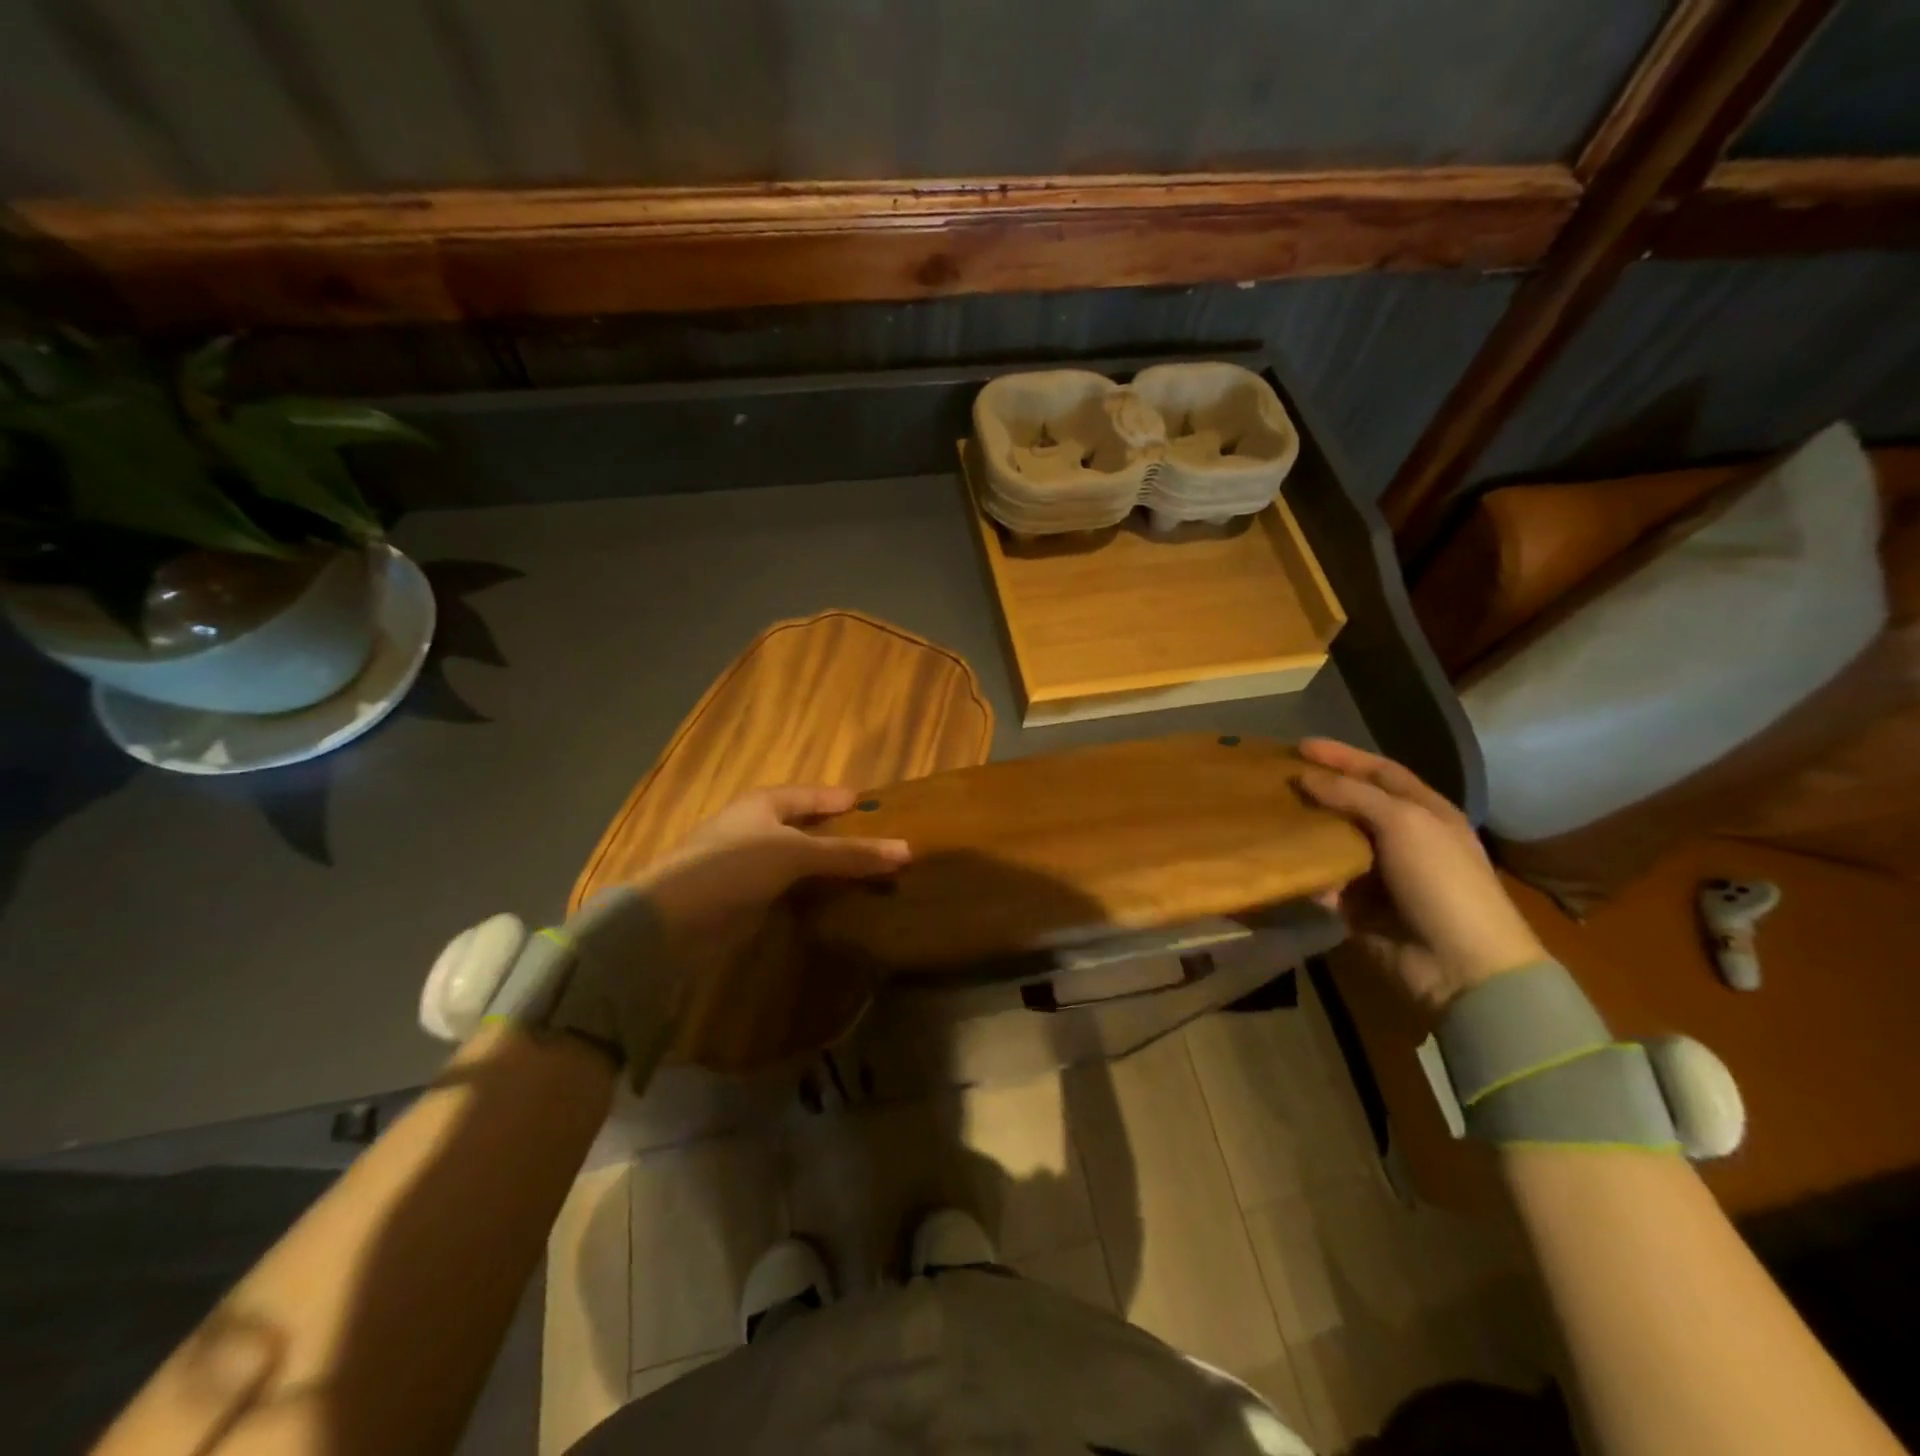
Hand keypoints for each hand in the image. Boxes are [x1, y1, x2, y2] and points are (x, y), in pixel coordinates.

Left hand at [634, 785, 910, 983]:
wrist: (674, 918)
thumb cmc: (735, 865)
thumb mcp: (798, 853)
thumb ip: (850, 853)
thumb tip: (907, 850)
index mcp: (764, 803)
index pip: (810, 795)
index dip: (839, 799)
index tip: (871, 804)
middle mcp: (755, 828)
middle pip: (805, 827)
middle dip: (838, 834)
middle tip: (878, 842)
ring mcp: (747, 864)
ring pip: (798, 860)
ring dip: (827, 867)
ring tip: (867, 873)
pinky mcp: (744, 897)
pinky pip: (789, 888)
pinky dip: (811, 892)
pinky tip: (834, 900)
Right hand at [1296, 739, 1544, 1014]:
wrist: (1461, 964)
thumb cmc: (1441, 881)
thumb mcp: (1404, 824)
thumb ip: (1352, 795)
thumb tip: (1305, 776)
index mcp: (1424, 812)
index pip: (1379, 771)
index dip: (1342, 756)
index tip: (1299, 746)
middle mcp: (1402, 838)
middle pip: (1351, 804)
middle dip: (1316, 790)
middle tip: (1275, 779)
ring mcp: (1379, 874)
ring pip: (1333, 841)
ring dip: (1304, 829)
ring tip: (1266, 814)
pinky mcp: (1358, 908)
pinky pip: (1324, 881)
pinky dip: (1304, 871)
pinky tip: (1275, 858)